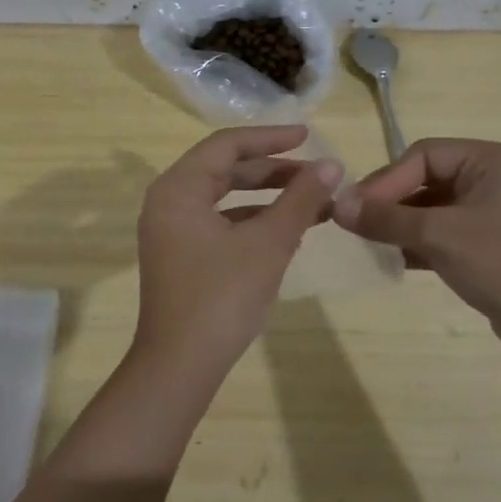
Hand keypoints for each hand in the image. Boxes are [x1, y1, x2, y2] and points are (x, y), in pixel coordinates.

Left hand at [132, 126, 340, 373]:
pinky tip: (288, 230)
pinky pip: (220, 224)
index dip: (270, 137)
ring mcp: (172, 232)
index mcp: (178, 189)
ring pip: (225, 198)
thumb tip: (332, 165)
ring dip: (268, 197)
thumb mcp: (269, 243)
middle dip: (274, 170)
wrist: (181, 366)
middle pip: (225, 169)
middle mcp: (168, 202)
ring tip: (313, 200)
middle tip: (317, 171)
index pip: (227, 145)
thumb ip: (301, 199)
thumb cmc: (222, 296)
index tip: (309, 136)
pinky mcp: (181, 257)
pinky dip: (253, 221)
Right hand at [333, 137, 500, 343]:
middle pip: (424, 179)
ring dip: (398, 224)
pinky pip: (441, 231)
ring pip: (430, 207)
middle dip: (390, 202)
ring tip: (366, 242)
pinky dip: (415, 242)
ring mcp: (489, 211)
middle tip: (354, 224)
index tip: (354, 207)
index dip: (386, 180)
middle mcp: (491, 177)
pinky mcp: (485, 241)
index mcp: (489, 160)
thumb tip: (337, 205)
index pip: (423, 156)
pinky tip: (390, 258)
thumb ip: (386, 218)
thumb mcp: (439, 236)